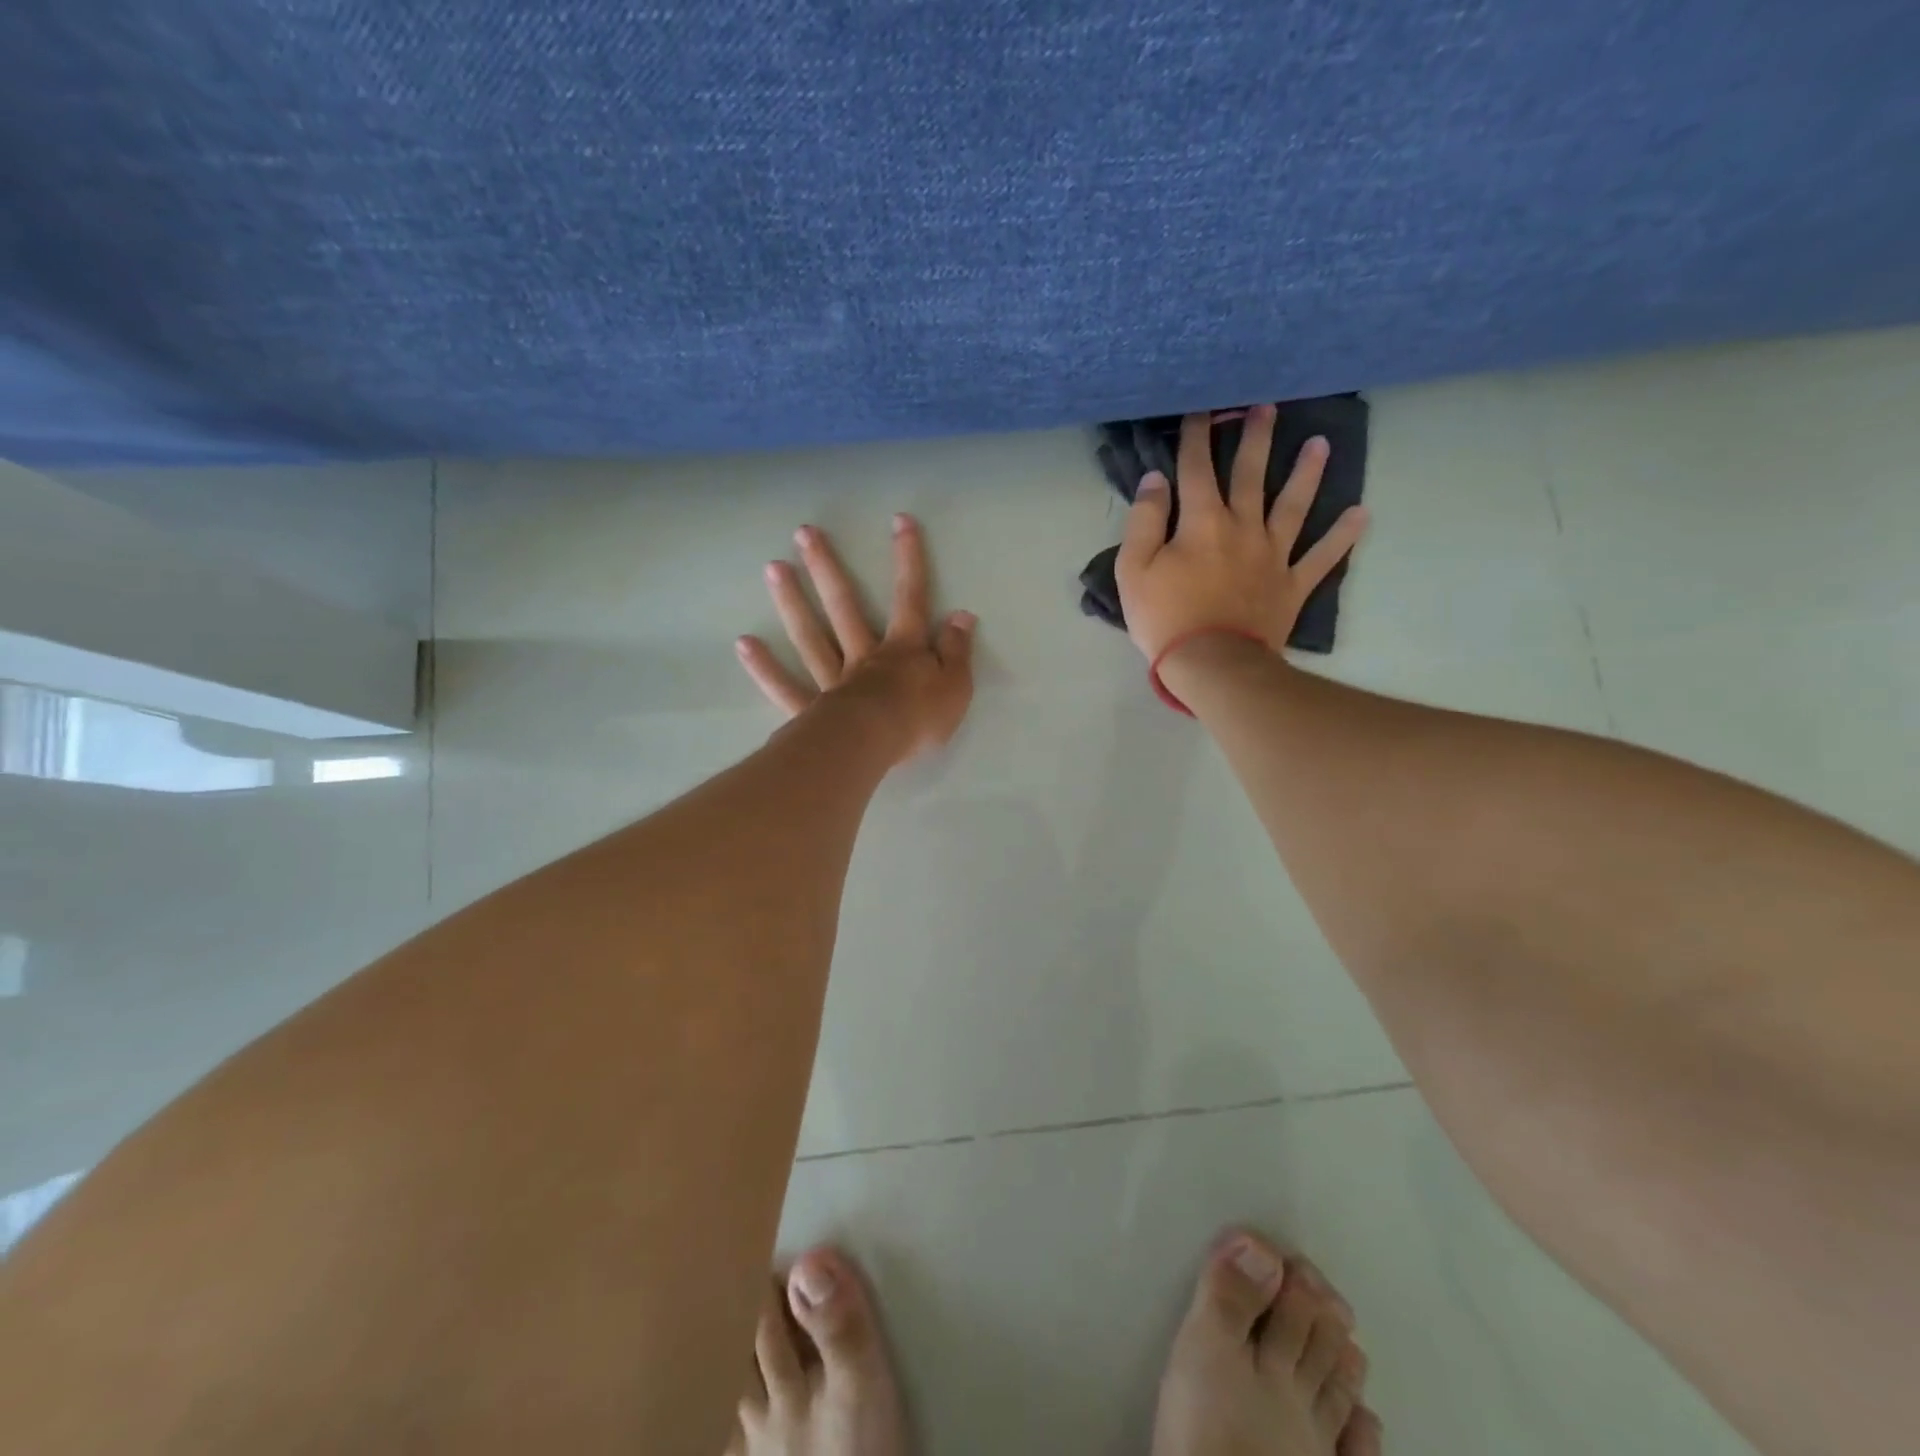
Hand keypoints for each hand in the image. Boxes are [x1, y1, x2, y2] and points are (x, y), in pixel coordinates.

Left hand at [736, 514, 976, 764]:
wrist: (874, 747)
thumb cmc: (919, 718)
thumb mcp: (955, 685)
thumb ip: (957, 650)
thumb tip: (962, 615)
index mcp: (902, 650)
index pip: (909, 598)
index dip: (908, 559)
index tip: (899, 521)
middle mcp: (863, 656)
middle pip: (844, 606)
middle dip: (827, 568)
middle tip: (804, 533)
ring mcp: (833, 681)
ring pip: (811, 637)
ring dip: (792, 602)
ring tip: (773, 568)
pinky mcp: (811, 710)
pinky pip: (785, 687)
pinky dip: (765, 668)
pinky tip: (744, 643)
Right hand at [1115, 407, 1367, 661]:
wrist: (1212, 663)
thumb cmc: (1165, 618)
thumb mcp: (1134, 570)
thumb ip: (1144, 520)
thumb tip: (1156, 480)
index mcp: (1201, 522)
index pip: (1195, 469)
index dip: (1195, 436)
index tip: (1200, 408)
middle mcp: (1243, 527)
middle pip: (1250, 474)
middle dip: (1255, 438)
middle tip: (1266, 407)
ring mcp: (1273, 555)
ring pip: (1293, 505)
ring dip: (1307, 473)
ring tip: (1321, 443)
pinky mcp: (1292, 584)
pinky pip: (1322, 557)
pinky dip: (1342, 536)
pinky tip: (1361, 514)